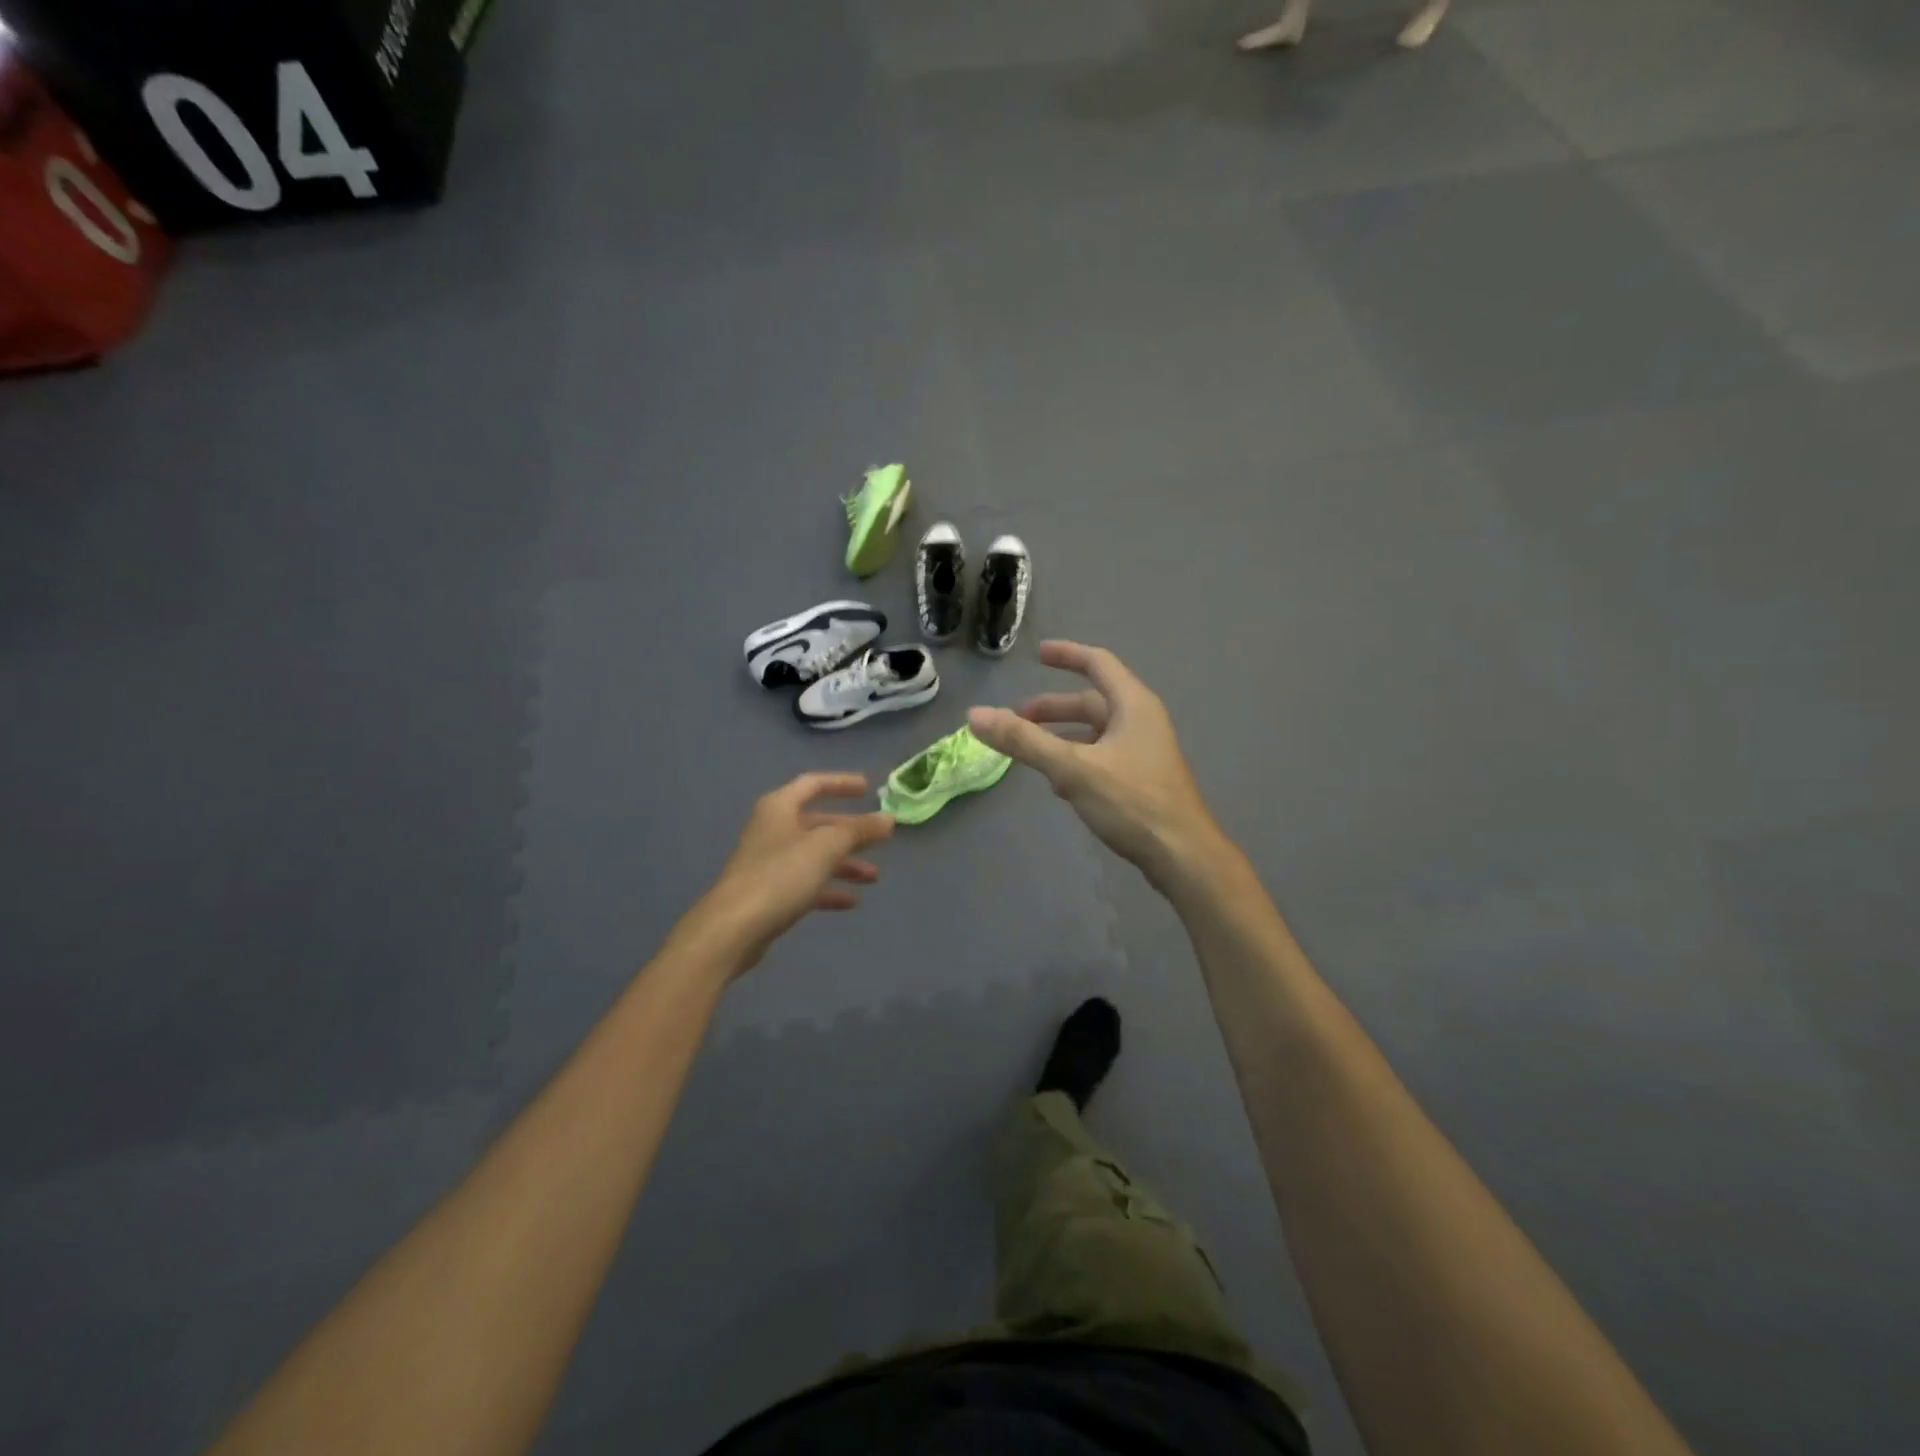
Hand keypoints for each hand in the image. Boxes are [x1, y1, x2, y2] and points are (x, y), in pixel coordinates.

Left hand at [679, 773, 894, 973]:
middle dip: (850, 832)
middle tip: (881, 839)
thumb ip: (859, 830)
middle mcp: (773, 829)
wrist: (733, 929)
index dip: (841, 783)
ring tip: (874, 877)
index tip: (868, 788)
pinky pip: (806, 883)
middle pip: (818, 823)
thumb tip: (888, 818)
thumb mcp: (826, 847)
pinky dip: (829, 889)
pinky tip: (851, 902)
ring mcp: (769, 863)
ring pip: (814, 856)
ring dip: (845, 863)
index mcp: (780, 807)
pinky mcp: (769, 893)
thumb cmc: (780, 875)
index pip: (813, 784)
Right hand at [968, 642, 1220, 889]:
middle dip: (1053, 709)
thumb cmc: (1132, 802)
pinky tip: (1059, 785)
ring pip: (1095, 734)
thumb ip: (1024, 741)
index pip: (1098, 663)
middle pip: (1092, 702)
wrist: (1182, 856)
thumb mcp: (1073, 768)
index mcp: (1133, 705)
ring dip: (1063, 737)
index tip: (1037, 655)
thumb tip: (976, 714)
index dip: (1067, 654)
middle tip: (1018, 718)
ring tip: (1031, 752)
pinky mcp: (1142, 781)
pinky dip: (1077, 761)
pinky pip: (1102, 758)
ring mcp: (1144, 753)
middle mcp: (1141, 722)